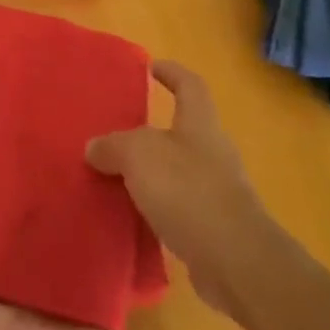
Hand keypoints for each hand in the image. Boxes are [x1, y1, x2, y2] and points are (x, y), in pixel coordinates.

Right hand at [87, 60, 285, 320]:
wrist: (236, 262)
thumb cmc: (188, 191)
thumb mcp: (137, 155)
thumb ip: (112, 146)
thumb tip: (94, 148)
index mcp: (200, 125)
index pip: (190, 86)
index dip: (172, 73)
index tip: (152, 67)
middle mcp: (213, 153)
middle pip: (183, 131)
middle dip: (153, 131)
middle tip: (117, 132)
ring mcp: (217, 193)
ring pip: (178, 172)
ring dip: (151, 173)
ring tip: (115, 176)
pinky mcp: (214, 230)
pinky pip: (178, 208)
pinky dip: (155, 208)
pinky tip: (130, 215)